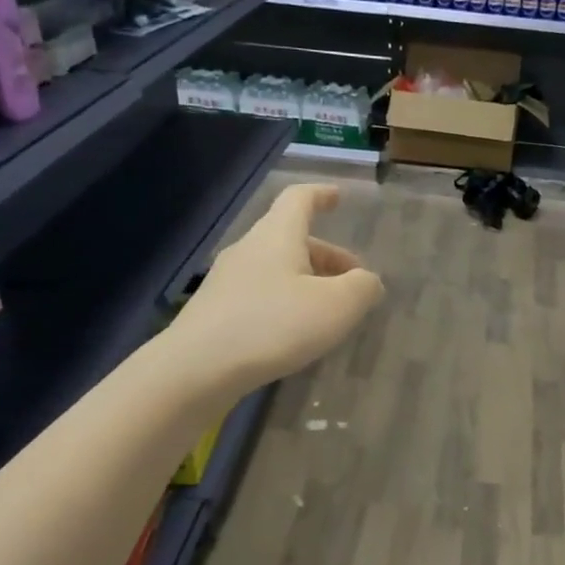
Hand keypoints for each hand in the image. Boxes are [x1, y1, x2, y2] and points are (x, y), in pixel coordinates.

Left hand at [171, 183, 384, 391]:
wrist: (197, 369)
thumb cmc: (273, 326)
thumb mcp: (336, 307)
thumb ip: (362, 288)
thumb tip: (368, 282)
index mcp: (277, 236)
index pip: (299, 199)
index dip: (321, 195)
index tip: (338, 197)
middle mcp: (249, 249)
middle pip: (292, 239)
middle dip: (327, 255)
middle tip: (354, 281)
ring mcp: (228, 281)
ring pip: (277, 269)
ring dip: (307, 281)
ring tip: (329, 311)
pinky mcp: (216, 311)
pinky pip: (261, 294)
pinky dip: (286, 302)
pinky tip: (296, 333)